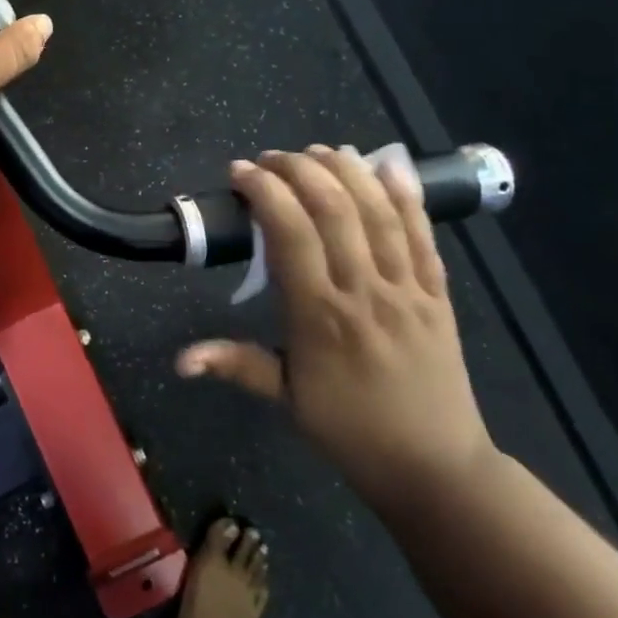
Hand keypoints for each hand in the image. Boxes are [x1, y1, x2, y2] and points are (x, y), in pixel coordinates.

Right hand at [176, 146, 497, 515]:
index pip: (289, 232)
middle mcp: (363, 291)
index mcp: (319, 316)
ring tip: (319, 152)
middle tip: (272, 159)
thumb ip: (234, 365)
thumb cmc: (349, 429)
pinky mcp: (438, 293)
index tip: (240, 173)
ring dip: (347, 171)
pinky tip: (390, 165)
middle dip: (299, 169)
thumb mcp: (285, 398)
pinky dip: (406, 196)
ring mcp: (406, 288)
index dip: (264, 191)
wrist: (433, 466)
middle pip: (332, 208)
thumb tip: (179, 360)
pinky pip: (423, 234)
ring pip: (378, 212)